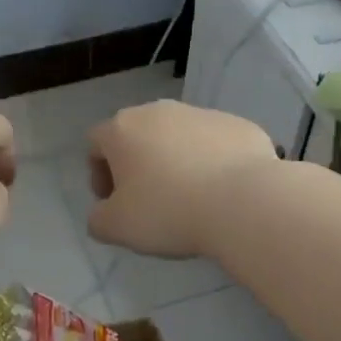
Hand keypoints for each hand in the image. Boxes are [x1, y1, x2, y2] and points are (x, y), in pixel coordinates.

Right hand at [86, 101, 276, 258]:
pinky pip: (215, 144)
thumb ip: (98, 219)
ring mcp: (202, 114)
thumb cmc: (168, 211)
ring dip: (176, 161)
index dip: (98, 173)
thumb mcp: (116, 228)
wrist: (244, 202)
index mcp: (123, 129)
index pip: (96, 143)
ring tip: (190, 198)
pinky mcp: (239, 125)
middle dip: (137, 164)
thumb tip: (104, 213)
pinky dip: (212, 162)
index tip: (114, 202)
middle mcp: (159, 111)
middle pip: (138, 135)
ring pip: (178, 137)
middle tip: (148, 201)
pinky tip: (221, 192)